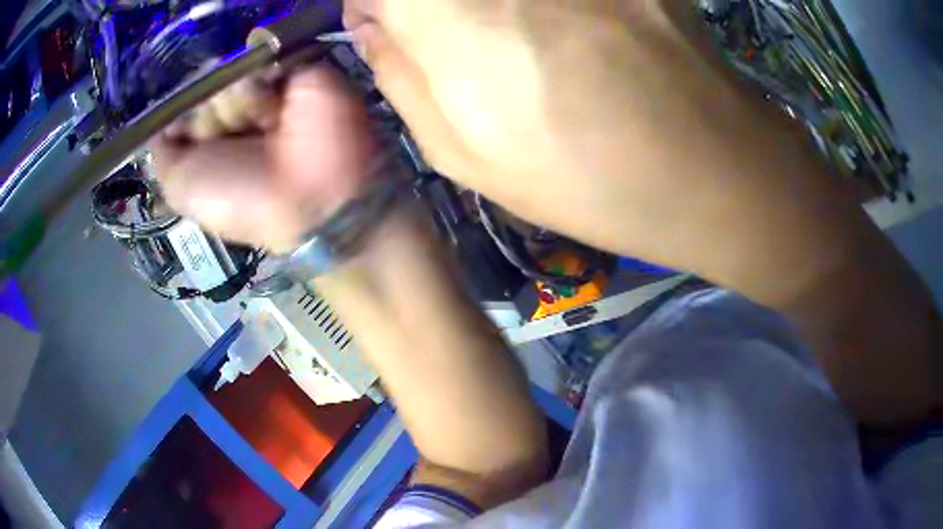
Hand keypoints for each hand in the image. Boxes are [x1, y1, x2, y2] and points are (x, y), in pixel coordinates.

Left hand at [151, 67, 375, 253]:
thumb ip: (162, 150)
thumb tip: (159, 119)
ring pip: (229, 72)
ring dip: (235, 104)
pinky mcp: (294, 71)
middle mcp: (234, 112)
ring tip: (259, 128)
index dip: (180, 112)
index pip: (185, 104)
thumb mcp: (180, 187)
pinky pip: (259, 59)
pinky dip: (257, 84)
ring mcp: (264, 89)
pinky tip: (272, 112)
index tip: (187, 131)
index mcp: (211, 140)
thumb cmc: (237, 199)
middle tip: (229, 140)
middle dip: (208, 113)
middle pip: (205, 84)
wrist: (305, 194)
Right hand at [344, 0, 781, 259]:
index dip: (372, 2)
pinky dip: (544, 4)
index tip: (387, 25)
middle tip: (454, 36)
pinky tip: (566, 25)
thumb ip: (399, 75)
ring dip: (489, 7)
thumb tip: (370, 23)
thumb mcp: (466, 154)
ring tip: (518, 39)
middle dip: (426, 5)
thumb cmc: (587, 179)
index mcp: (454, 15)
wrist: (711, 168)